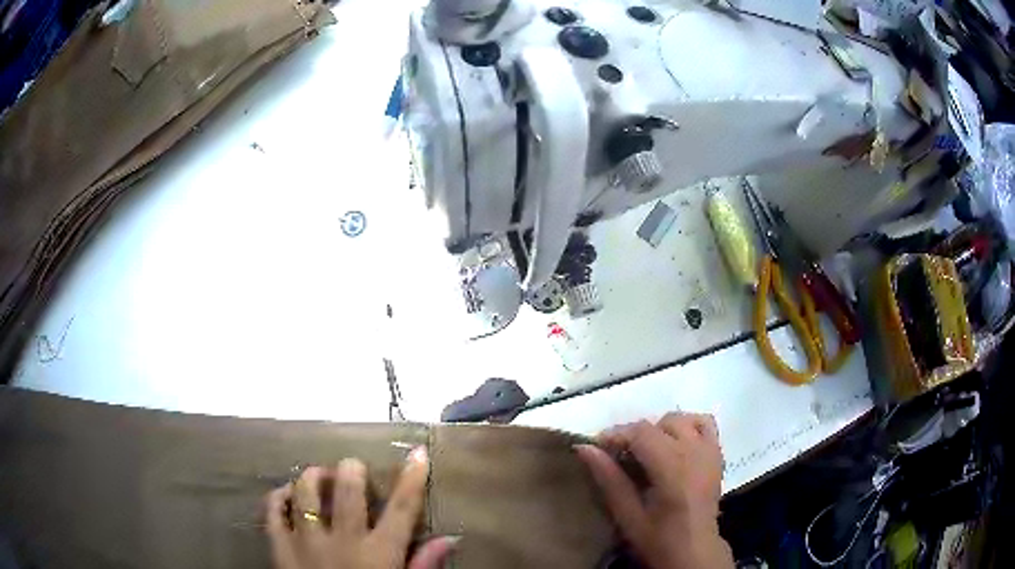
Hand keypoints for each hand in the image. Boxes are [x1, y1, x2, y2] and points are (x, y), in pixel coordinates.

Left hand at [265, 447, 456, 568]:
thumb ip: (425, 565)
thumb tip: (450, 539)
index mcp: (379, 553)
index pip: (401, 508)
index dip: (412, 478)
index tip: (417, 452)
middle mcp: (343, 541)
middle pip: (347, 490)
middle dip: (351, 469)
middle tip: (353, 468)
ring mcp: (306, 543)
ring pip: (305, 493)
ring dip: (313, 477)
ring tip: (320, 476)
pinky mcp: (280, 549)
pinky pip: (272, 512)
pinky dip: (278, 496)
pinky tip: (287, 493)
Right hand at [575, 413, 732, 568]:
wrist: (694, 550)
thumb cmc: (658, 538)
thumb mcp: (627, 515)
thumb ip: (609, 479)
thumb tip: (584, 447)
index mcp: (673, 469)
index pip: (642, 432)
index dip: (616, 434)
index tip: (598, 446)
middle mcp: (695, 452)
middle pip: (659, 424)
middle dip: (634, 434)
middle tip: (619, 456)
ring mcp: (710, 451)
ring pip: (681, 420)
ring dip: (660, 429)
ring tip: (647, 452)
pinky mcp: (717, 454)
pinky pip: (705, 424)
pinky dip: (688, 426)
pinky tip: (675, 444)